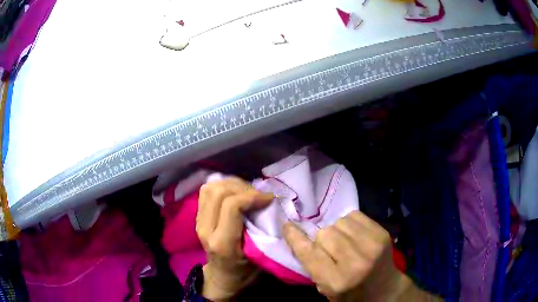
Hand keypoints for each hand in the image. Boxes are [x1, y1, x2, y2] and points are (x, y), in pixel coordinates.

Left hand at [196, 177, 273, 300]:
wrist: (222, 276)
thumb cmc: (245, 270)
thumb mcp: (260, 257)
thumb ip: (264, 231)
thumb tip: (271, 204)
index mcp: (222, 243)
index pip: (231, 206)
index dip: (252, 196)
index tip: (269, 198)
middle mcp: (205, 229)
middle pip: (219, 192)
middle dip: (242, 187)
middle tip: (259, 195)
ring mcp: (198, 221)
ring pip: (210, 187)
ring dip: (231, 184)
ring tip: (248, 192)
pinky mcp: (198, 216)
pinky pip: (207, 191)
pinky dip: (223, 186)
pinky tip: (236, 193)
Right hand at [283, 210, 431, 301]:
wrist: (385, 290)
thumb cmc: (351, 294)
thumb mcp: (326, 289)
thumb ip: (312, 265)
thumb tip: (298, 237)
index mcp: (337, 281)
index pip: (309, 253)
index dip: (295, 237)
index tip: (287, 225)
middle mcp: (355, 262)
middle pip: (324, 234)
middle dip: (322, 240)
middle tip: (329, 250)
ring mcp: (372, 245)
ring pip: (338, 222)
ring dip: (336, 230)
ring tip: (344, 242)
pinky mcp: (382, 233)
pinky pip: (354, 215)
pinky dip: (349, 223)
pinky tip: (354, 235)